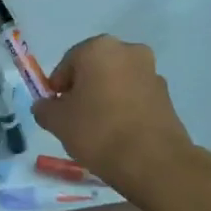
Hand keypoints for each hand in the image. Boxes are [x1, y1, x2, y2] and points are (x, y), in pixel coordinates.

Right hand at [32, 36, 204, 191]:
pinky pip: (134, 96)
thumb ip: (45, 108)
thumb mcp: (57, 122)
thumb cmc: (97, 131)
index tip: (55, 109)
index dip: (57, 87)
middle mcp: (128, 51)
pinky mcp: (166, 95)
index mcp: (99, 48)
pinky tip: (117, 132)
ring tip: (97, 128)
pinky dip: (123, 108)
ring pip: (116, 82)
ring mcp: (151, 72)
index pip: (67, 63)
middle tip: (74, 116)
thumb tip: (45, 106)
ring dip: (104, 97)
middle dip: (83, 89)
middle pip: (95, 69)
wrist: (152, 161)